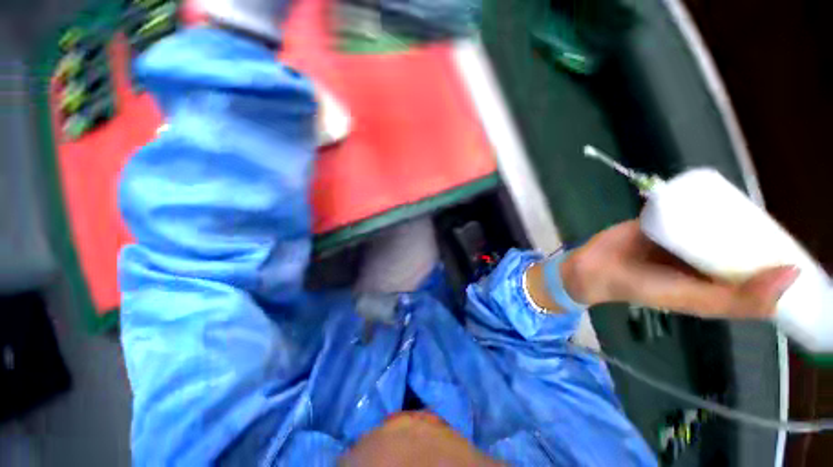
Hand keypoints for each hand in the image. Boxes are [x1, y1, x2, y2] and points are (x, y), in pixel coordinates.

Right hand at [563, 220, 799, 318]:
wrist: (596, 266)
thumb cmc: (644, 287)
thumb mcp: (694, 300)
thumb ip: (739, 299)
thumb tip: (792, 274)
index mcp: (718, 281)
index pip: (759, 270)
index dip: (782, 258)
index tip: (802, 245)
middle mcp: (706, 258)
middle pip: (741, 240)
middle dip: (760, 229)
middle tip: (772, 215)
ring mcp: (686, 236)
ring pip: (718, 221)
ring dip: (735, 211)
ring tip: (749, 199)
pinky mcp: (665, 218)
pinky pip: (692, 207)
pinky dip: (705, 199)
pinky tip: (716, 189)